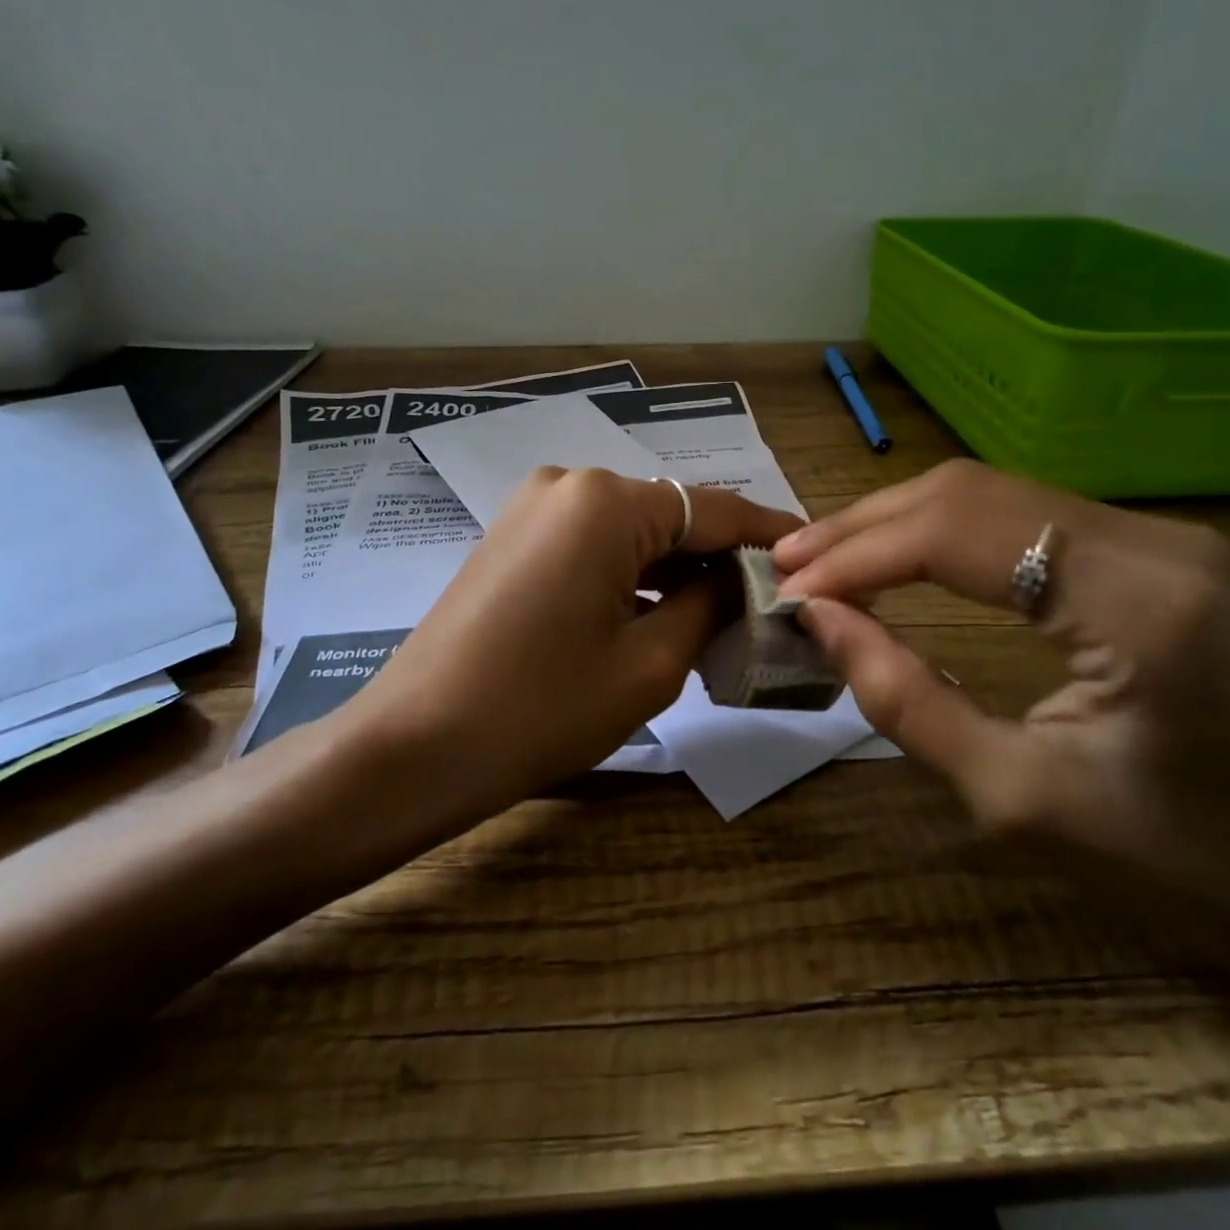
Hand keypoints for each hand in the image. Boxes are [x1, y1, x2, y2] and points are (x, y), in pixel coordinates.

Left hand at [350, 469, 800, 814]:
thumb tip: (742, 579)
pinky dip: (629, 574)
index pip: (714, 509)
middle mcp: (568, 483)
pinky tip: (655, 612)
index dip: (768, 534)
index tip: (814, 550)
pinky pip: (590, 545)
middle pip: (670, 516)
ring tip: (720, 614)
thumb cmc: (542, 708)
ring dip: (673, 569)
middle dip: (718, 557)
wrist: (416, 746)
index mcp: (606, 501)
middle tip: (768, 601)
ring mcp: (531, 508)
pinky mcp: (511, 538)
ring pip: (629, 532)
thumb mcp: (651, 663)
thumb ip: (710, 605)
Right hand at [772, 459, 1229, 979]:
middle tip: (787, 563)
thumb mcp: (1018, 800)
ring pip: (987, 492)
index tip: (788, 591)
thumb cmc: (1181, 866)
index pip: (958, 535)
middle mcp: (1153, 541)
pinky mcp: (1146, 549)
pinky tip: (891, 557)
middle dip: (863, 526)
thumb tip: (818, 617)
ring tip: (820, 560)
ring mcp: (1156, 536)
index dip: (858, 556)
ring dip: (893, 522)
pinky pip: (1016, 516)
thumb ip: (904, 699)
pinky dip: (936, 533)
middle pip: (968, 492)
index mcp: (1139, 604)